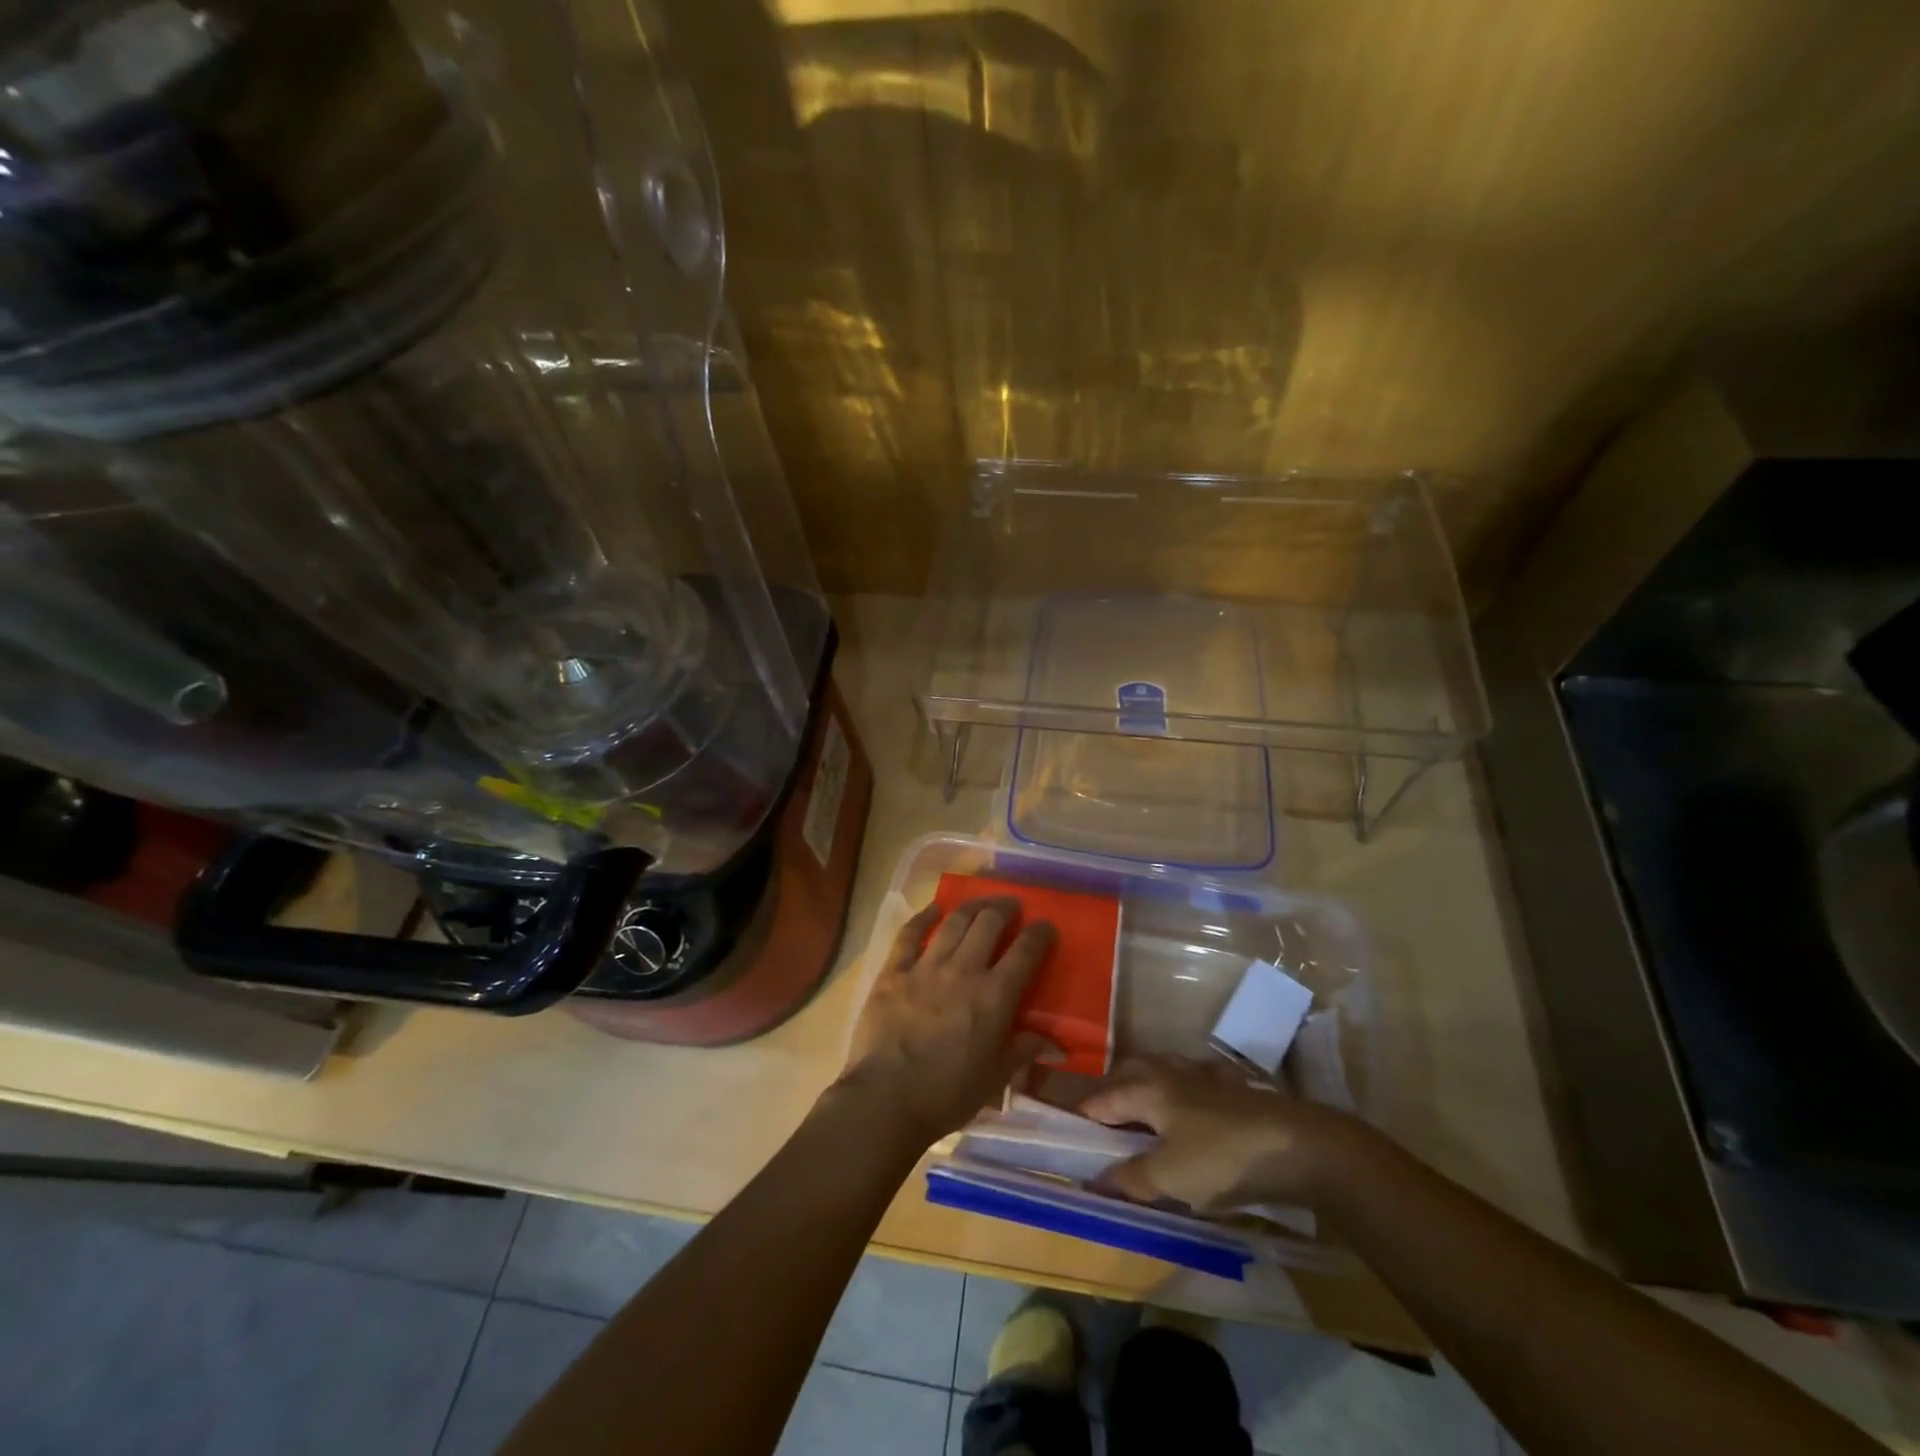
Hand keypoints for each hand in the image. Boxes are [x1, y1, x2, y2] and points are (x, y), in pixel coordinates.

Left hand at [836, 897, 1057, 1146]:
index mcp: (995, 996)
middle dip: (1005, 908)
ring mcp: (926, 966)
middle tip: (1011, 906)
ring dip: (972, 906)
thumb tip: (1056, 1044)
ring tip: (981, 903)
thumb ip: (1024, 1051)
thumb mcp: (995, 1078)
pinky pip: (910, 934)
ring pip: (954, 922)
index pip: (1025, 952)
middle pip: (989, 923)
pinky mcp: (894, 971)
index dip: (1039, 934)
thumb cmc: (947, 1093)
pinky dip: (924, 917)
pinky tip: (933, 909)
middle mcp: (964, 970)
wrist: (886, 1097)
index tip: (1046, 926)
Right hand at [1079, 1057, 1356, 1211]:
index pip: (1100, 1100)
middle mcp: (1170, 1073)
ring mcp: (1204, 1076)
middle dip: (1110, 1094)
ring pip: (1162, 1071)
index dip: (1080, 1118)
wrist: (1299, 1146)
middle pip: (1128, 1074)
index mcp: (1147, 1089)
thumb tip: (1092, 1180)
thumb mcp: (1169, 1177)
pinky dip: (1184, 1091)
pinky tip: (1193, 1106)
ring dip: (1145, 1088)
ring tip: (1141, 1115)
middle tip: (1101, 1126)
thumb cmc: (1222, 1159)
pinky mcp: (1234, 1087)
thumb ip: (1130, 1178)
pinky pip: (1196, 1080)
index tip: (1063, 1135)